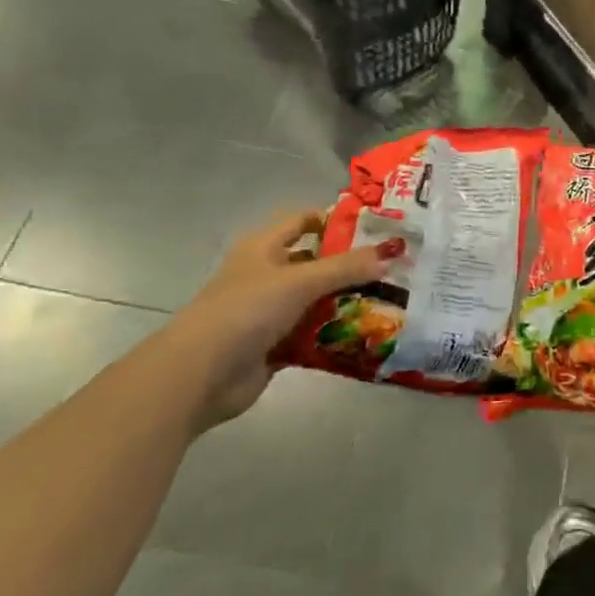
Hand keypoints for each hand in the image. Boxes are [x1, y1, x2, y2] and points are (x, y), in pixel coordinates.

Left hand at [166, 211, 395, 427]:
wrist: (201, 375)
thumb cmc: (246, 310)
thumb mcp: (299, 281)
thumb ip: (346, 267)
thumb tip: (390, 253)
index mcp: (263, 247)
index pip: (303, 221)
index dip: (335, 221)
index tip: (376, 228)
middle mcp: (266, 274)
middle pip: (315, 263)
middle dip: (350, 267)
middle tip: (393, 269)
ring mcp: (269, 312)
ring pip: (316, 301)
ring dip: (346, 303)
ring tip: (389, 303)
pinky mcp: (274, 345)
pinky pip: (312, 336)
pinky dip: (334, 336)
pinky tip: (366, 337)